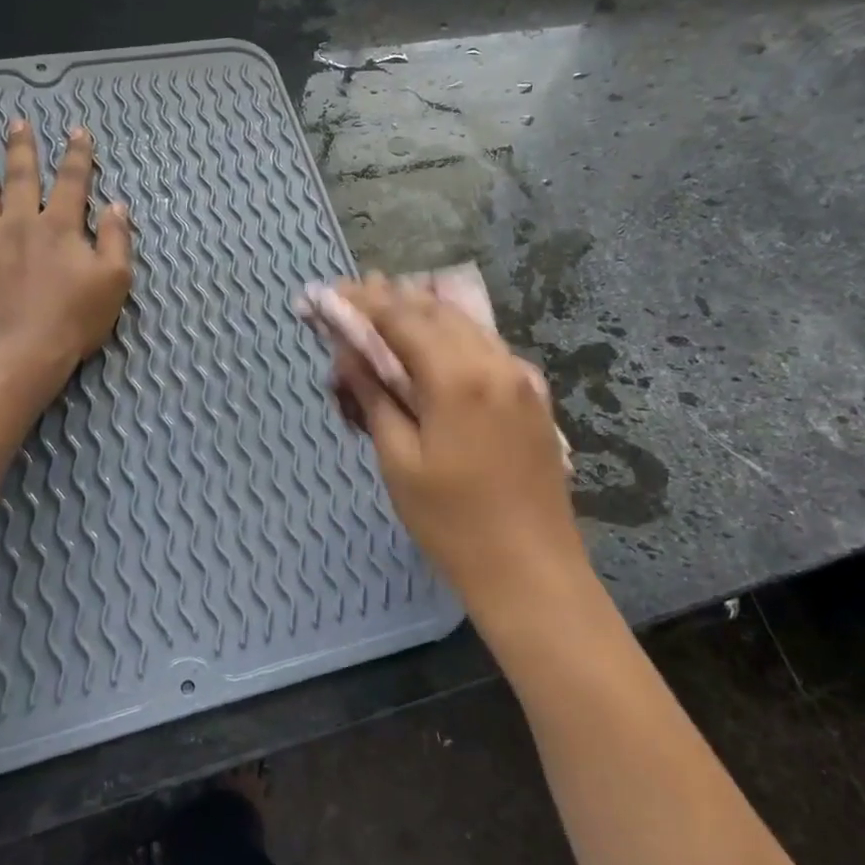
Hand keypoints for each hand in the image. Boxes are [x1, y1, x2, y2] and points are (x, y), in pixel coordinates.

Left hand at [0, 118, 131, 378]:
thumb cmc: (73, 319)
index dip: (77, 155)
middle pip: (20, 178)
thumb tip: (117, 206)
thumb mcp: (114, 281)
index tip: (77, 132)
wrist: (20, 351)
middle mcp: (18, 223)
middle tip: (18, 123)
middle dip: (21, 149)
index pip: (71, 182)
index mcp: (59, 227)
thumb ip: (117, 240)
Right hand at [336, 277, 583, 604]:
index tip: (331, 294)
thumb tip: (348, 353)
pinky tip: (434, 345)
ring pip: (466, 325)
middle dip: (392, 300)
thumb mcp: (399, 461)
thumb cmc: (452, 523)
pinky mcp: (534, 397)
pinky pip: (487, 349)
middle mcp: (495, 362)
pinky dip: (453, 337)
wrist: (531, 570)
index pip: (401, 318)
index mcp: (458, 377)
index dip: (362, 303)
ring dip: (423, 313)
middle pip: (436, 311)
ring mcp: (522, 378)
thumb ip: (374, 397)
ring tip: (386, 310)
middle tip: (354, 296)